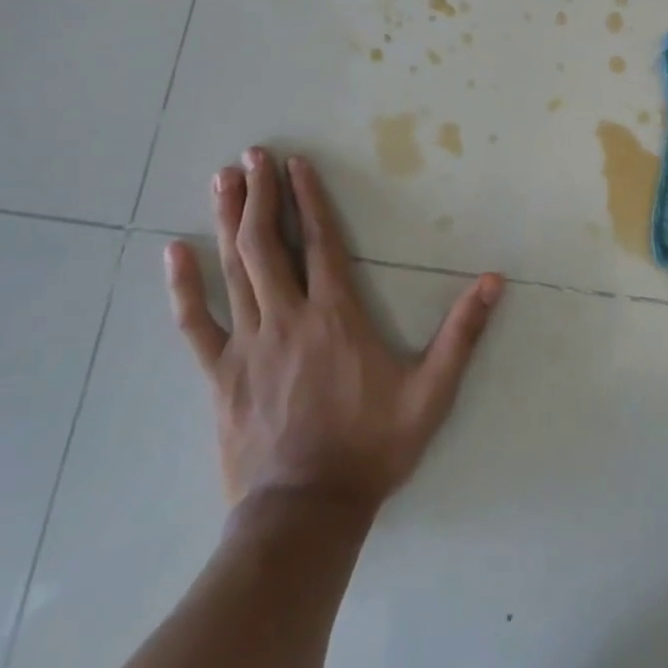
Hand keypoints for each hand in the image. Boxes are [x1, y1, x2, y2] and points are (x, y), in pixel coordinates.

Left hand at [165, 147, 502, 509]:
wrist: (306, 512)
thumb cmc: (372, 447)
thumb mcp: (431, 392)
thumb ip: (462, 333)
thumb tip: (494, 280)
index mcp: (337, 316)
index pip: (320, 242)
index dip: (307, 198)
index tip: (295, 163)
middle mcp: (289, 318)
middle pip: (268, 244)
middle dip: (260, 194)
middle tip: (252, 155)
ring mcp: (248, 345)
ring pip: (235, 270)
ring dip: (228, 221)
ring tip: (222, 179)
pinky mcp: (220, 374)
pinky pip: (196, 322)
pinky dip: (184, 286)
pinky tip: (173, 252)